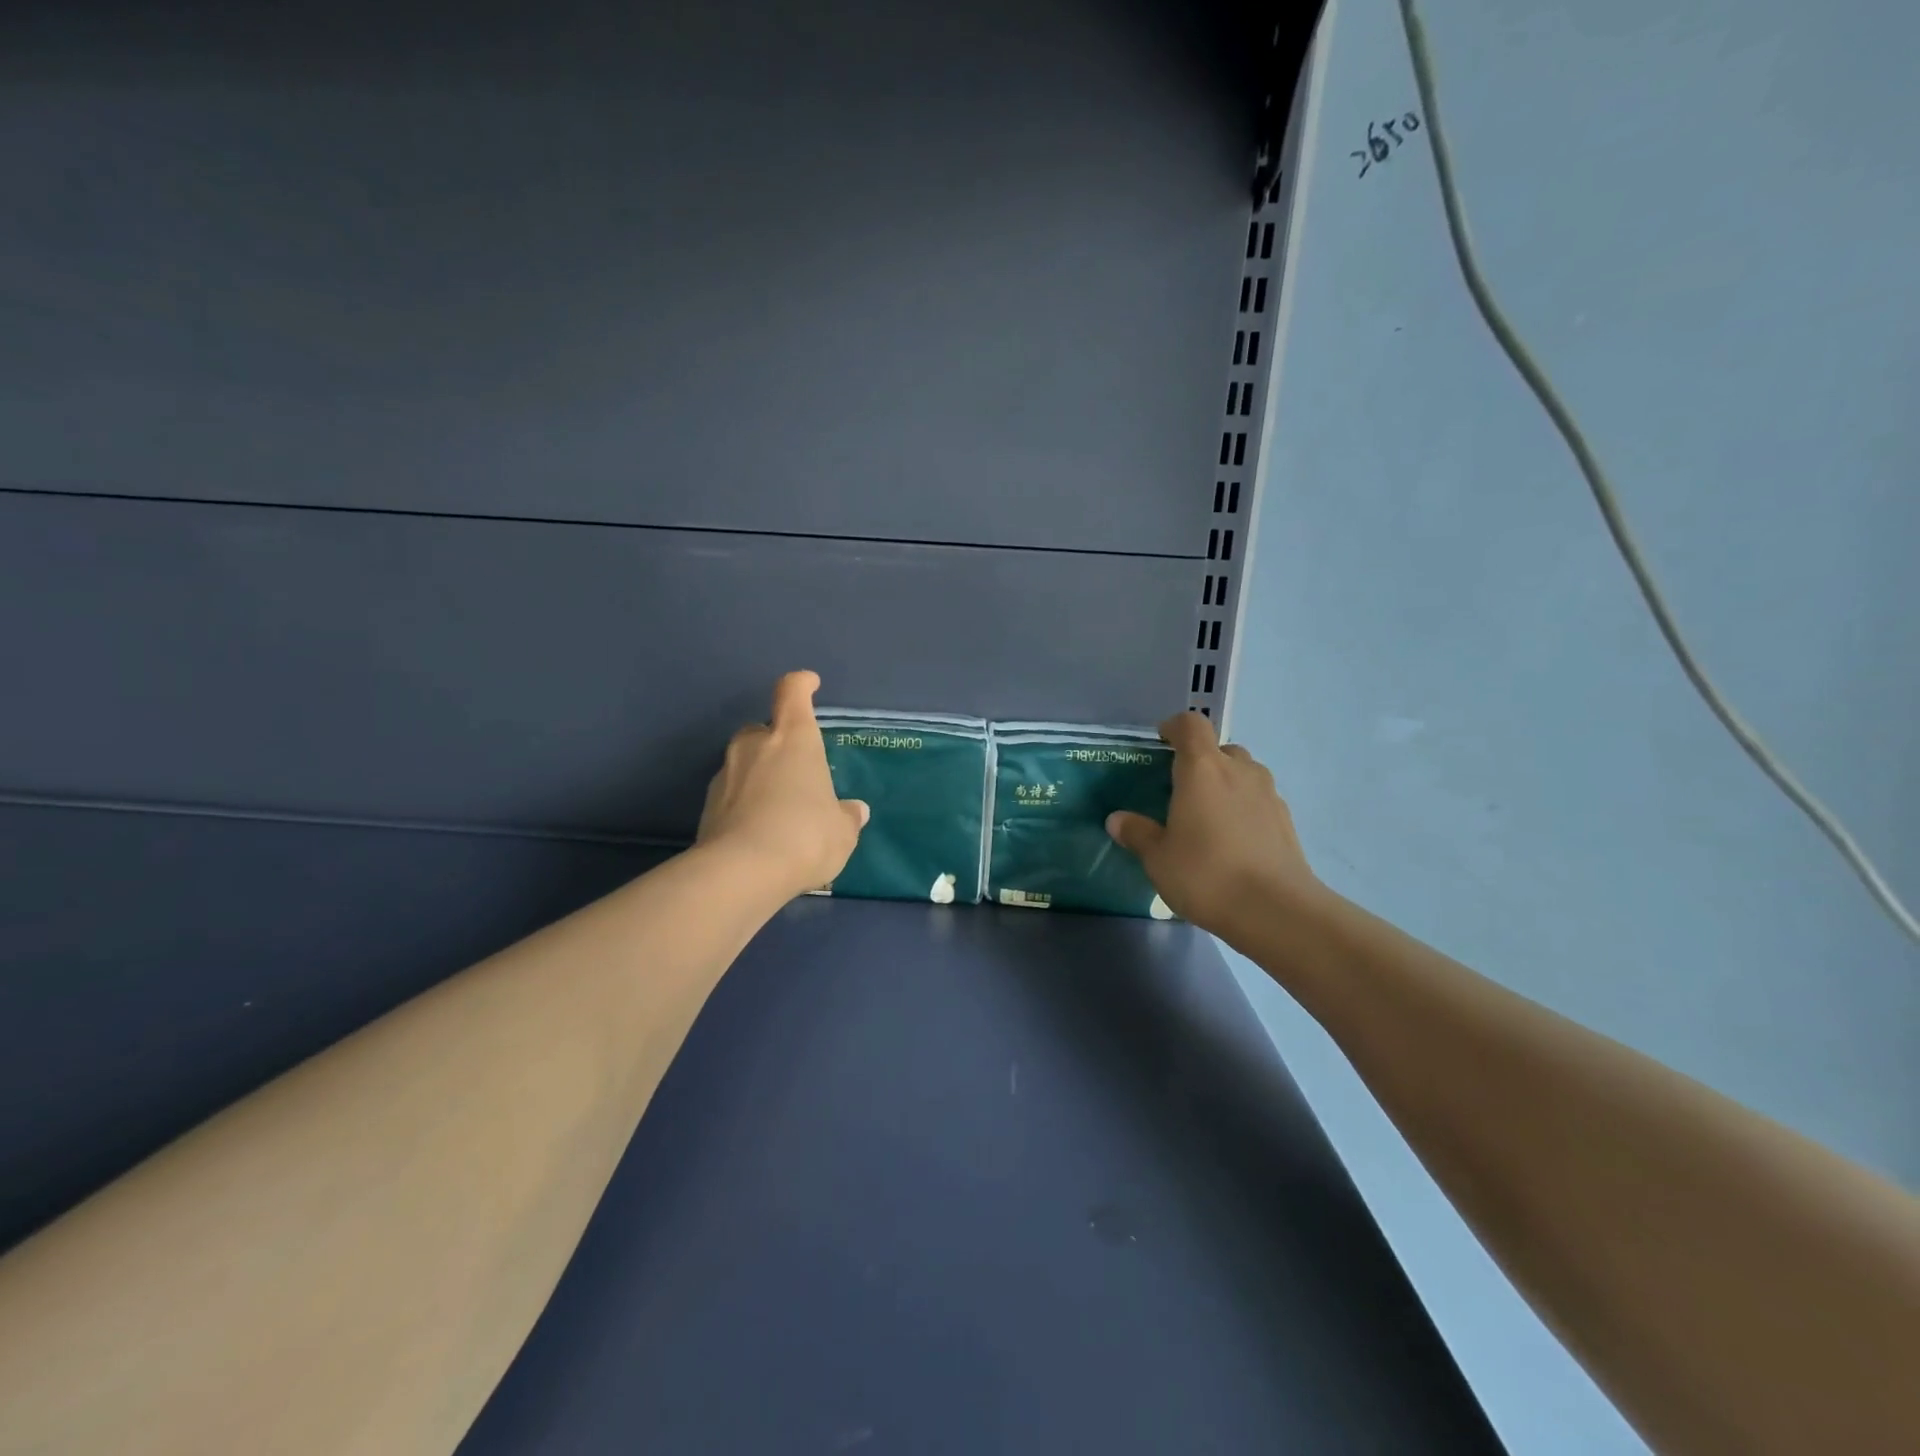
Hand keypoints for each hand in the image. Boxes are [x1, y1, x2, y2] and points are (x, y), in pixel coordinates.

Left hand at [697, 671, 868, 896]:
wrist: (741, 873)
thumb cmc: (805, 836)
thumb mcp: (841, 831)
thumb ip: (847, 817)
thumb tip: (855, 811)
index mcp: (793, 739)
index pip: (792, 693)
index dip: (801, 684)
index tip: (809, 684)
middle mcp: (755, 746)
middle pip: (762, 729)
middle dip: (775, 741)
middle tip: (795, 767)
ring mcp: (725, 774)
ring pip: (743, 762)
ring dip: (758, 774)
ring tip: (778, 806)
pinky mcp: (706, 806)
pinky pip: (731, 793)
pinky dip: (743, 803)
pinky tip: (758, 830)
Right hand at [1105, 711, 1320, 942]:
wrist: (1276, 910)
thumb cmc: (1206, 874)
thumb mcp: (1158, 858)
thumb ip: (1137, 833)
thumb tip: (1117, 820)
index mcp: (1202, 769)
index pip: (1191, 725)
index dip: (1174, 727)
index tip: (1160, 742)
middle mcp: (1239, 770)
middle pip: (1219, 748)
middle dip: (1200, 761)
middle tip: (1181, 790)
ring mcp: (1268, 793)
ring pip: (1243, 773)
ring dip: (1225, 784)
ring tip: (1207, 817)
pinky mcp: (1286, 820)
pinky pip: (1259, 799)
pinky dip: (1244, 808)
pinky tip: (1233, 841)